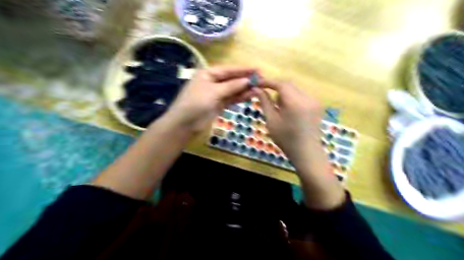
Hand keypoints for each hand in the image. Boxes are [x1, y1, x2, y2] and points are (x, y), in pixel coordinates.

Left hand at [162, 66, 256, 132]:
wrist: (185, 123)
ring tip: (259, 88)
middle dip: (246, 80)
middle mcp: (213, 81)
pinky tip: (251, 96)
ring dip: (245, 89)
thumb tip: (247, 80)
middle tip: (262, 80)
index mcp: (209, 73)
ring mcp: (216, 93)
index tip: (258, 70)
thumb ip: (231, 86)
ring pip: (233, 89)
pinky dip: (240, 97)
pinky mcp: (219, 104)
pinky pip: (231, 98)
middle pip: (233, 79)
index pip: (229, 69)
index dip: (244, 70)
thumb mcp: (214, 92)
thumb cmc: (196, 103)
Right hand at [252, 80, 323, 164]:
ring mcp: (314, 101)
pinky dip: (293, 98)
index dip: (268, 82)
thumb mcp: (271, 121)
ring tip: (279, 108)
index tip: (258, 83)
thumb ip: (264, 102)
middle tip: (266, 96)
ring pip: (295, 89)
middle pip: (289, 85)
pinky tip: (289, 110)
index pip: (281, 84)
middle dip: (276, 88)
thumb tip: (256, 89)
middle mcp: (307, 98)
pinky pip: (302, 95)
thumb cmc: (286, 139)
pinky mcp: (317, 105)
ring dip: (285, 93)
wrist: (306, 151)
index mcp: (295, 103)